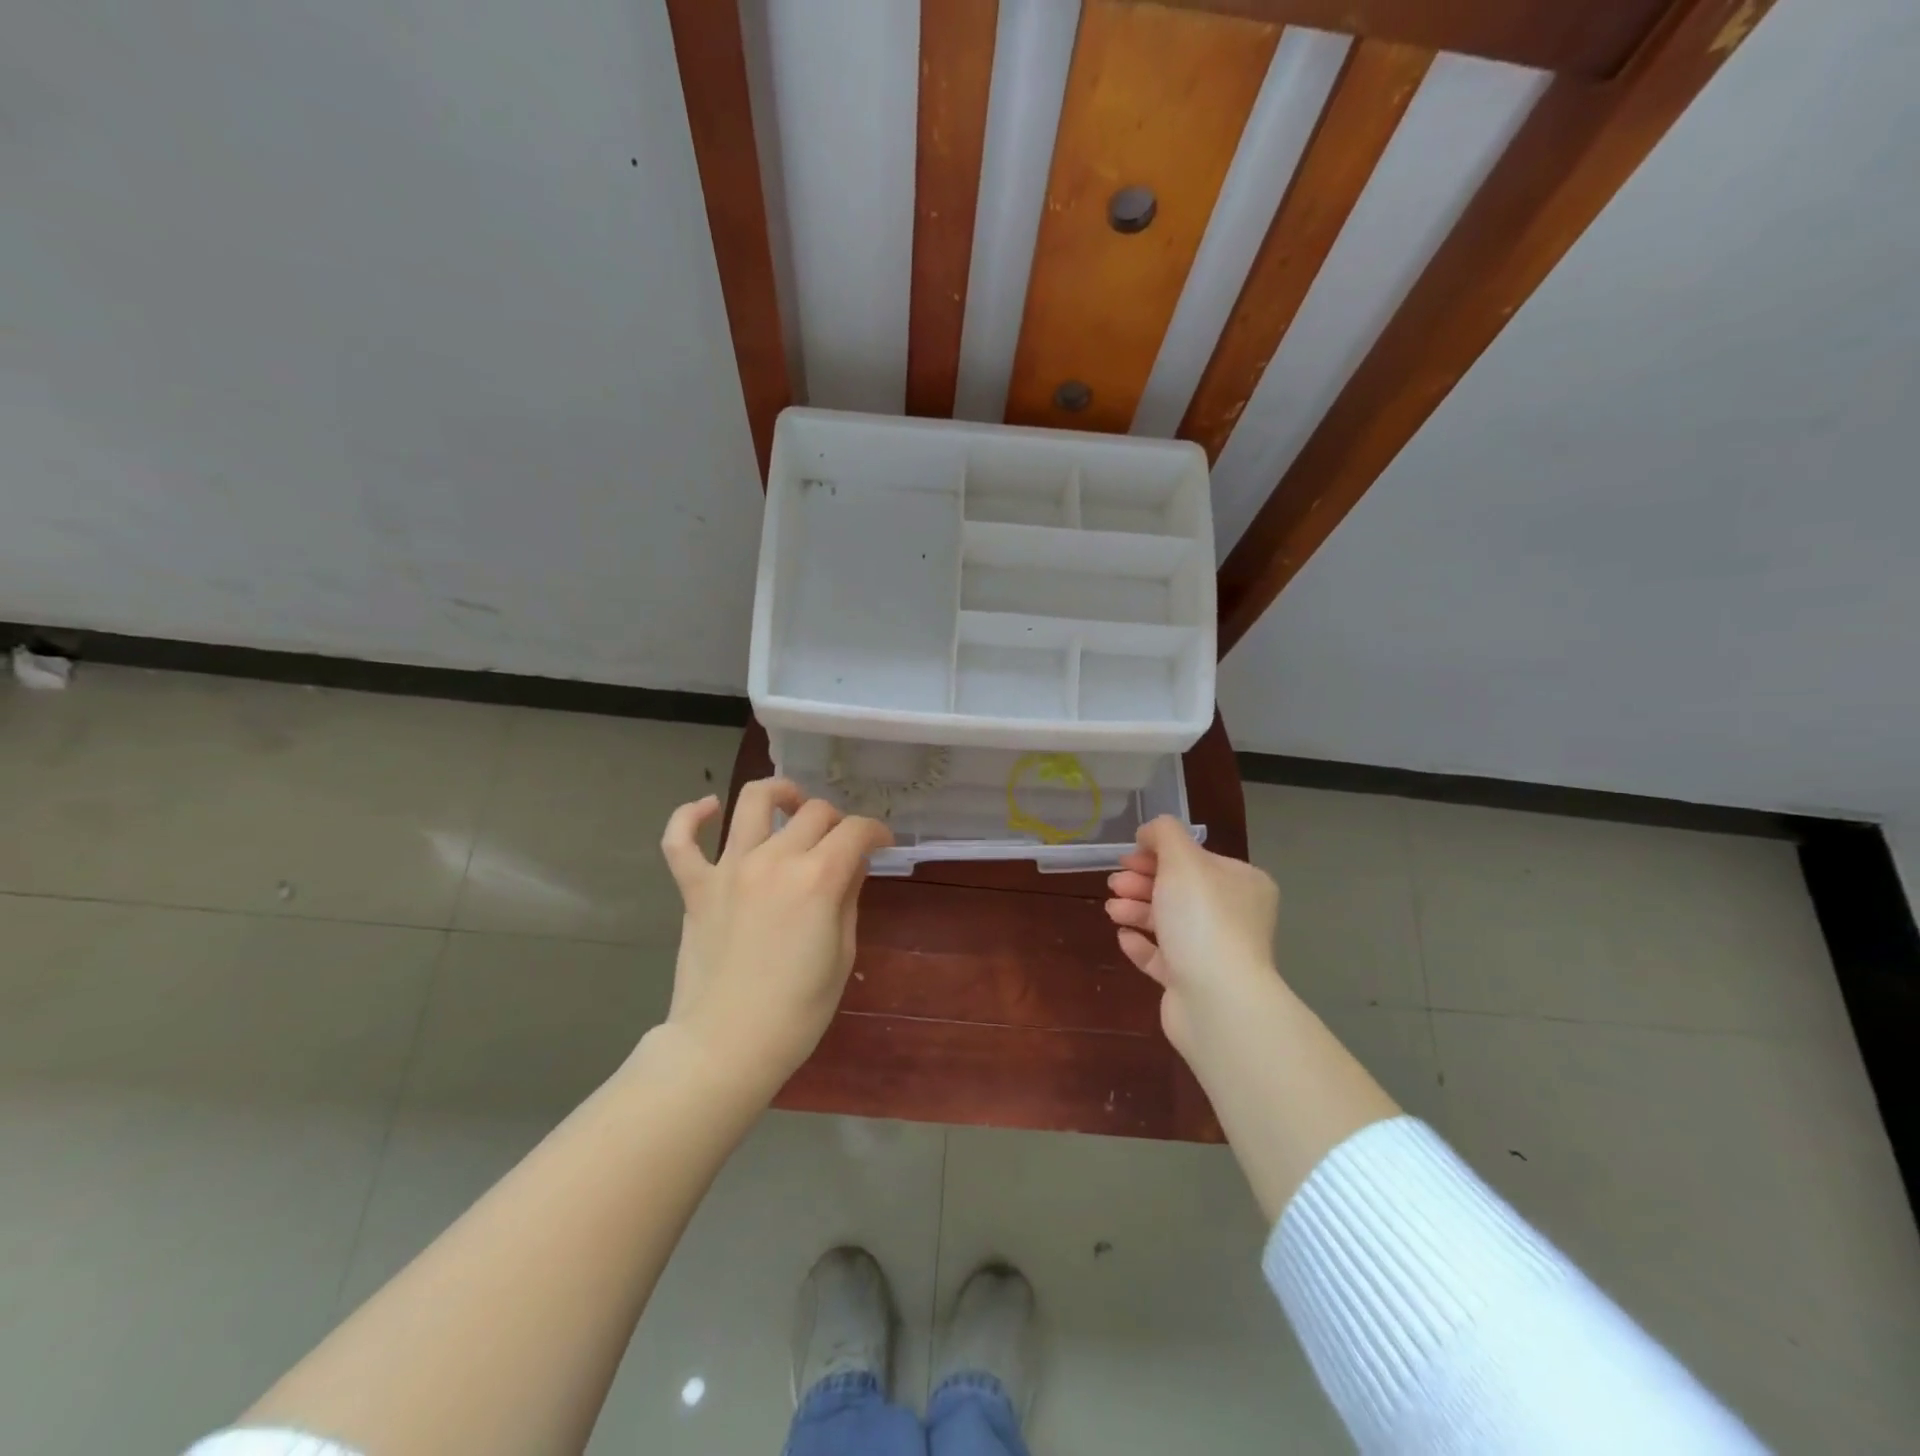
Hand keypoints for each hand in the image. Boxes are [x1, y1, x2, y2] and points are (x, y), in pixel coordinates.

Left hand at [656, 778, 892, 1098]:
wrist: (726, 1046)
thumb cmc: (797, 1011)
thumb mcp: (842, 954)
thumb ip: (848, 899)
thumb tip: (852, 865)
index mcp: (818, 878)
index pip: (855, 831)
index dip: (876, 831)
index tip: (882, 843)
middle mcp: (774, 860)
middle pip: (813, 812)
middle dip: (837, 820)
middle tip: (842, 842)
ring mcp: (729, 869)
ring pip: (752, 802)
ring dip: (778, 792)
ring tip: (790, 803)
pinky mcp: (695, 887)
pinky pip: (680, 841)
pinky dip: (689, 816)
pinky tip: (707, 807)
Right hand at [1104, 815, 1282, 1060]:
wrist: (1217, 1001)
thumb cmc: (1203, 920)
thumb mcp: (1183, 861)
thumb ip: (1164, 835)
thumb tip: (1150, 831)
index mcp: (1241, 884)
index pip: (1197, 859)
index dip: (1159, 853)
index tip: (1127, 856)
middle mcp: (1233, 916)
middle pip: (1180, 890)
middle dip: (1142, 882)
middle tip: (1113, 883)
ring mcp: (1215, 952)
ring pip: (1169, 923)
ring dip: (1137, 910)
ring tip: (1111, 909)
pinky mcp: (1194, 983)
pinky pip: (1163, 957)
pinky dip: (1142, 944)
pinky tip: (1122, 936)